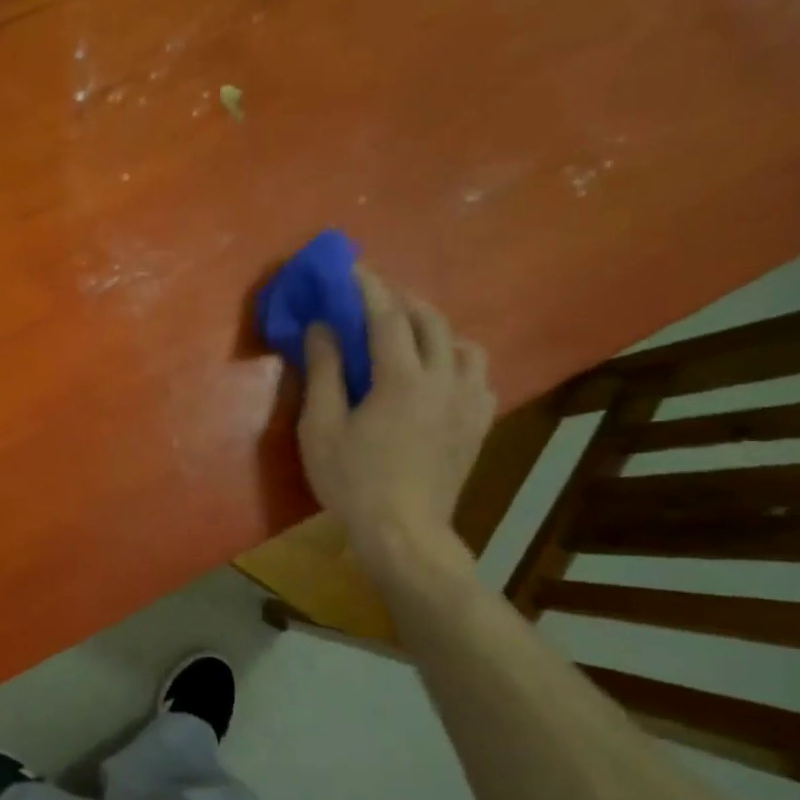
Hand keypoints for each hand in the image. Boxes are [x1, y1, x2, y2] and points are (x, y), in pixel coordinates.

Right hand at [297, 268, 495, 575]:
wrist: (404, 531)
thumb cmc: (352, 479)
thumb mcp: (321, 427)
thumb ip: (324, 371)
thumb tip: (323, 327)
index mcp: (402, 378)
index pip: (387, 316)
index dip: (368, 287)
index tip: (351, 267)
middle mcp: (445, 379)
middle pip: (431, 320)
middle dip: (401, 299)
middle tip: (374, 294)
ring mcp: (469, 401)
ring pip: (463, 343)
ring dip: (434, 326)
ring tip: (409, 331)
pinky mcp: (479, 423)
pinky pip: (478, 373)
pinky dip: (456, 358)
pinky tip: (439, 371)